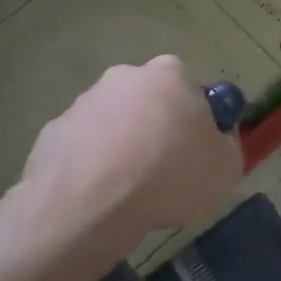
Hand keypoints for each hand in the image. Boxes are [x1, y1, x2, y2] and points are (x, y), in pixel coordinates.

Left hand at [15, 56, 241, 237]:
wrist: (91, 205)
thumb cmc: (169, 176)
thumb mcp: (227, 168)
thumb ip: (227, 144)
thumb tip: (217, 139)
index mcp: (168, 75)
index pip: (189, 86)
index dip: (195, 116)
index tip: (197, 148)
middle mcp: (123, 78)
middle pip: (148, 100)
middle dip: (155, 126)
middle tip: (164, 168)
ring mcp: (83, 103)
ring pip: (113, 122)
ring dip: (122, 145)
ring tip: (130, 189)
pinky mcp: (53, 132)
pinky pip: (84, 146)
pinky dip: (92, 164)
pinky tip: (100, 195)